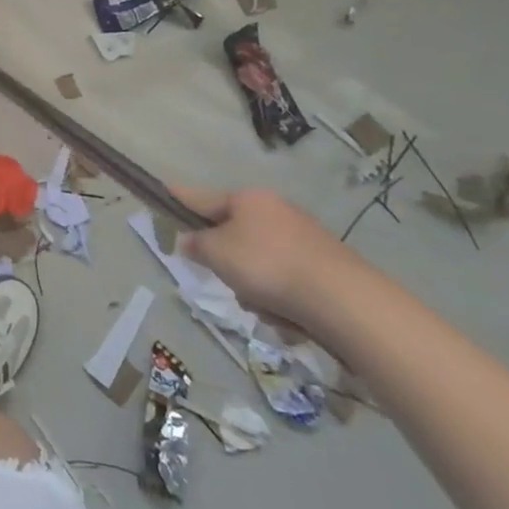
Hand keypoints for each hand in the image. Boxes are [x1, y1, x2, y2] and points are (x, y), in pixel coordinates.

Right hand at [171, 185, 365, 327]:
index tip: (163, 191)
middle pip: (234, 235)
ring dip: (254, 287)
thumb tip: (192, 241)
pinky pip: (285, 282)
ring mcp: (304, 239)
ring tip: (265, 307)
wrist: (344, 302)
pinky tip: (288, 317)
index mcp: (247, 199)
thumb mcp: (217, 254)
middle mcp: (276, 211)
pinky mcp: (325, 268)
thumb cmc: (268, 266)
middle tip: (228, 280)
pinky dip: (281, 299)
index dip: (180, 198)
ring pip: (258, 263)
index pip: (202, 197)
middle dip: (228, 263)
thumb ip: (197, 245)